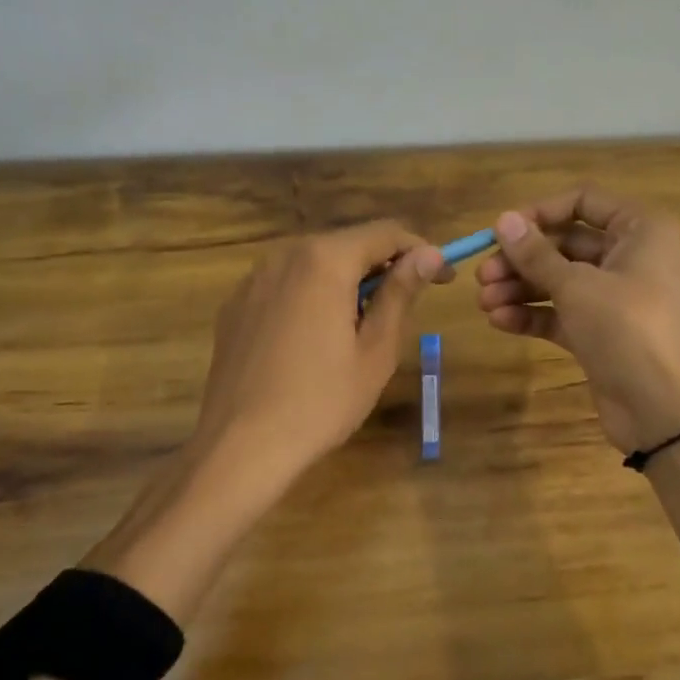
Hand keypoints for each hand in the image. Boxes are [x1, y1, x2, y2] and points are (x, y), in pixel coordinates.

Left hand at [189, 220, 448, 485]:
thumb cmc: (322, 402)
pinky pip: (285, 285)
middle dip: (383, 266)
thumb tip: (429, 254)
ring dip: (347, 281)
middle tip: (407, 305)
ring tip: (362, 325)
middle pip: (347, 245)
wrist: (241, 446)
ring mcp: (253, 280)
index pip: (385, 233)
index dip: (421, 251)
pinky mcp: (235, 306)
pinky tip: (316, 338)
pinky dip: (312, 296)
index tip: (444, 278)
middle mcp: (284, 255)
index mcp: (324, 260)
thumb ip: (401, 293)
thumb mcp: (376, 350)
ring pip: (314, 264)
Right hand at [475, 187, 679, 453]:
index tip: (501, 232)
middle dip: (521, 260)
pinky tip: (499, 321)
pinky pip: (560, 312)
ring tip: (483, 303)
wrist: (662, 407)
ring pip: (558, 280)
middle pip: (564, 244)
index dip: (539, 212)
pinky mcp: (599, 330)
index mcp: (639, 229)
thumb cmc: (626, 327)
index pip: (582, 201)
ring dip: (519, 288)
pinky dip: (532, 314)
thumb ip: (536, 254)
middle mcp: (628, 256)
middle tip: (482, 276)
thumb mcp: (576, 285)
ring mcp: (613, 296)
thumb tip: (502, 220)